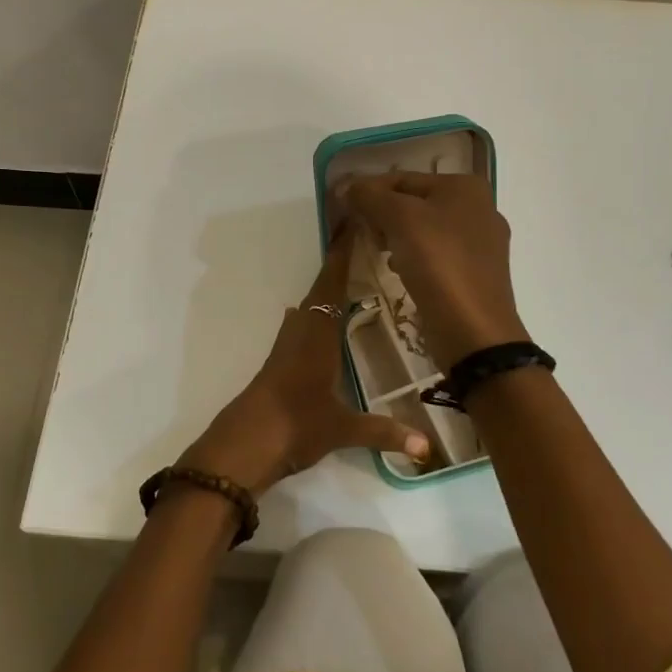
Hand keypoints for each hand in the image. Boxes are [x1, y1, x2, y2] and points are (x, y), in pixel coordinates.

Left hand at [178, 226, 430, 495]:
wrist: (244, 445)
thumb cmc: (295, 425)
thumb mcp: (342, 429)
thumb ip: (384, 432)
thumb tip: (427, 447)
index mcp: (318, 335)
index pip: (332, 285)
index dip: (342, 256)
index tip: (351, 224)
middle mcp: (301, 332)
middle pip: (320, 289)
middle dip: (339, 267)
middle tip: (363, 246)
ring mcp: (286, 346)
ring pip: (308, 306)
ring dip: (326, 289)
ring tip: (352, 279)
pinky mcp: (278, 362)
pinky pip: (302, 324)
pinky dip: (317, 312)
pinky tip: (326, 321)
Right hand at [340, 172, 527, 365]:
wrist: (473, 330)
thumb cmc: (438, 263)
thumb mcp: (399, 219)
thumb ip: (370, 196)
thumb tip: (346, 186)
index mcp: (465, 187)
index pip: (403, 178)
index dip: (368, 190)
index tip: (341, 205)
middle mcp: (479, 208)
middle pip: (415, 202)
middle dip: (383, 215)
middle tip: (359, 232)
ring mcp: (481, 244)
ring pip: (425, 230)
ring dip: (396, 237)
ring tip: (377, 252)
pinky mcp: (476, 274)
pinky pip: (436, 256)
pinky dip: (414, 258)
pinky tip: (400, 272)